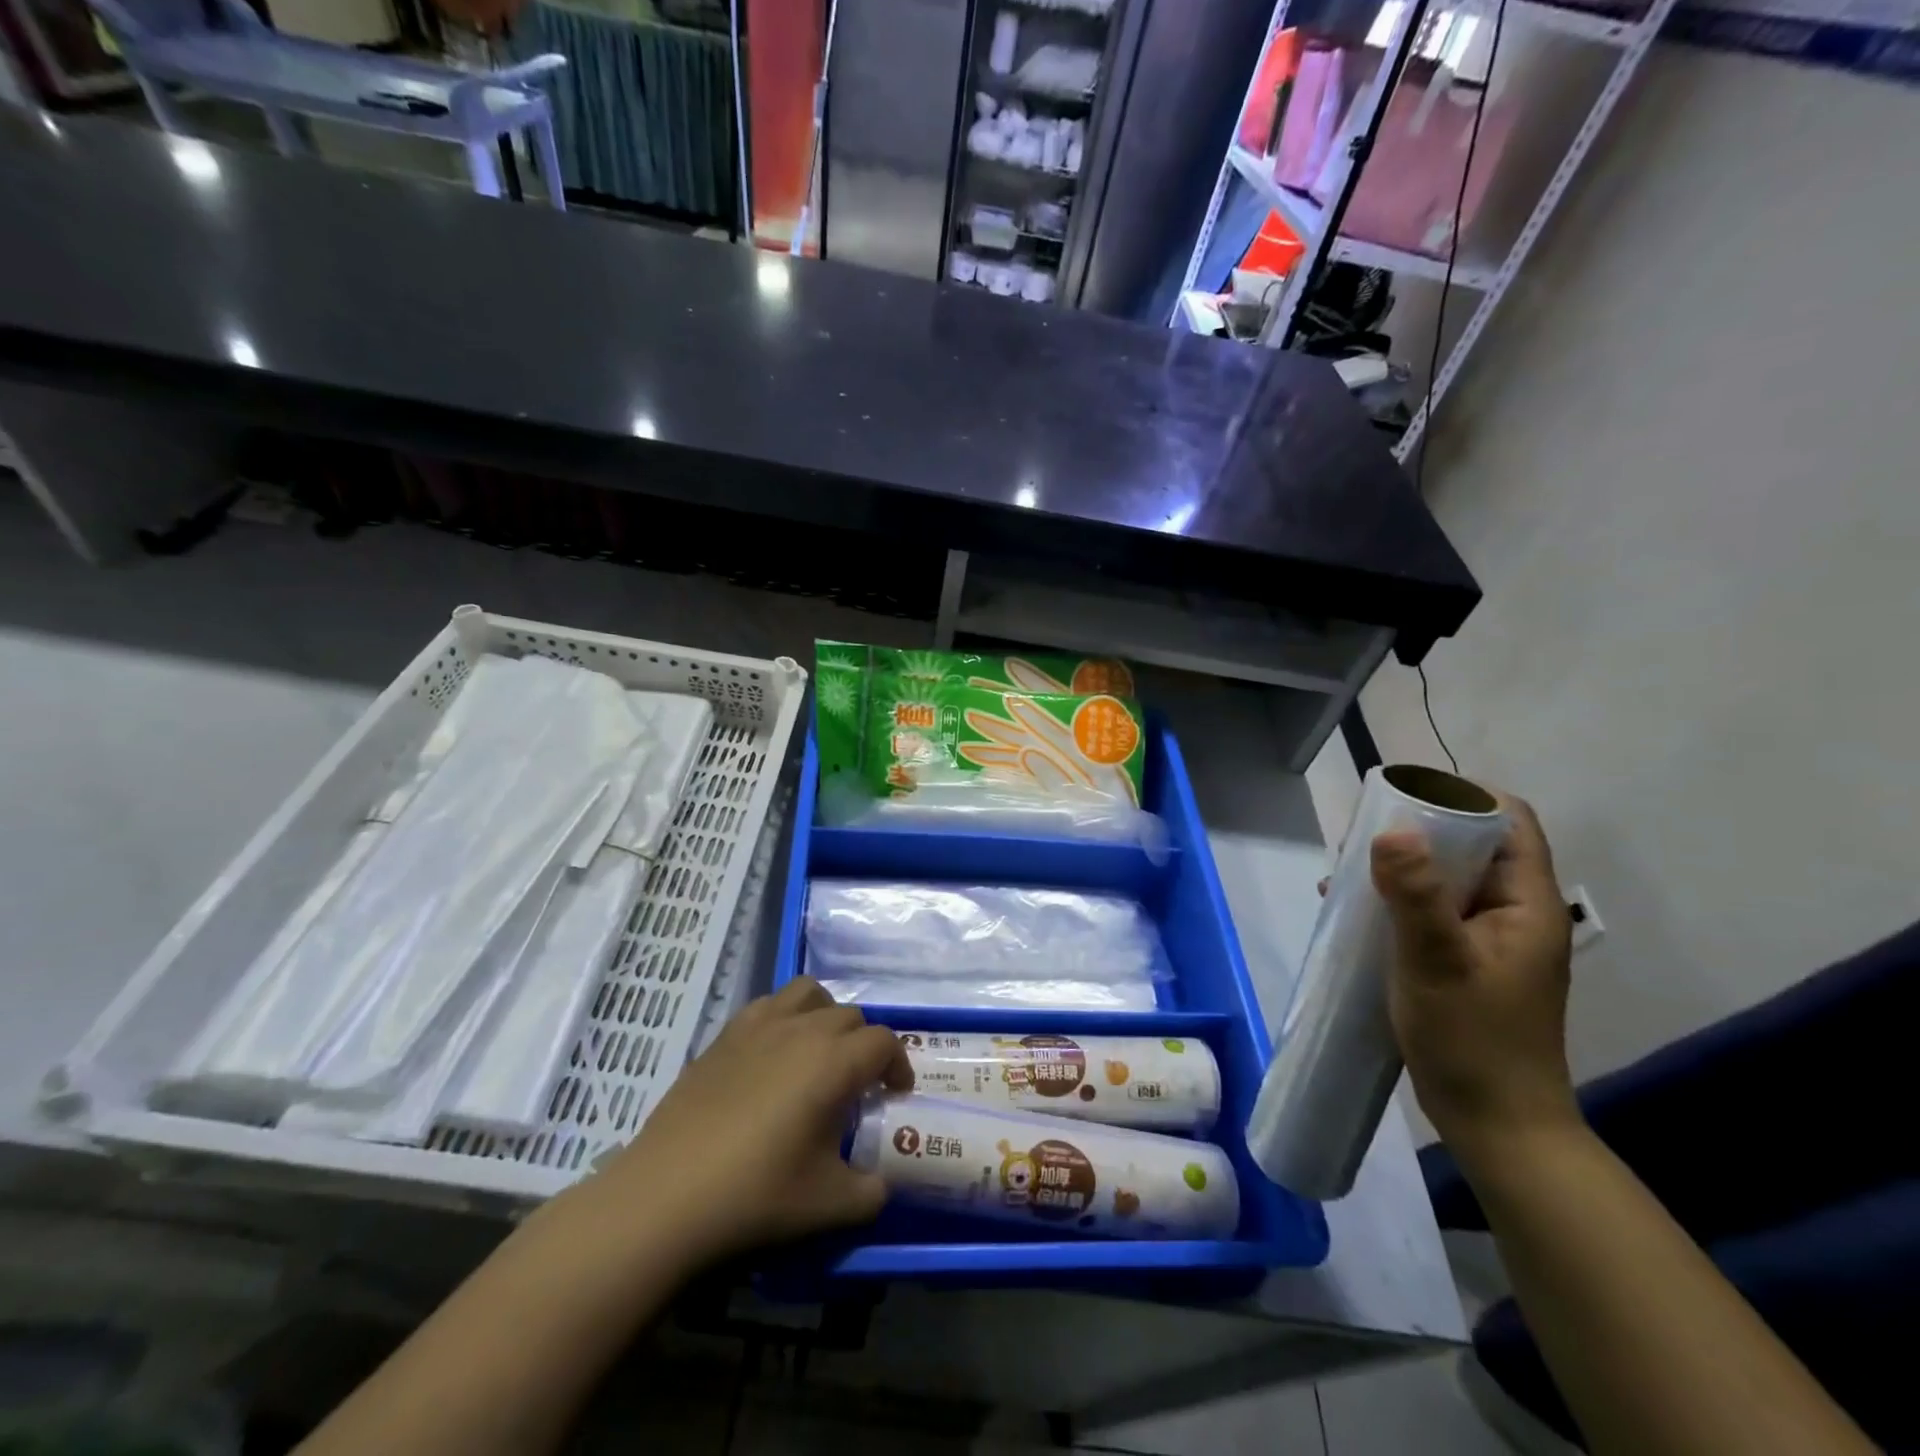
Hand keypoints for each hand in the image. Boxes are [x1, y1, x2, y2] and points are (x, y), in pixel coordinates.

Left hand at [584, 978, 911, 1266]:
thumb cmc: (756, 1194)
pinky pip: (769, 1004)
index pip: (883, 1042)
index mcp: (834, 1062)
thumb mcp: (829, 1205)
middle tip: (859, 1084)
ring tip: (821, 1052)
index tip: (895, 1094)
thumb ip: (871, 1192)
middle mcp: (802, 1029)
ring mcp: (760, 1025)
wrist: (667, 1194)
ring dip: (827, 1015)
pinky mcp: (725, 1034)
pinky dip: (786, 1017)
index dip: (899, 1064)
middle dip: (865, 1045)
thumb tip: (881, 1184)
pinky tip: (774, 1055)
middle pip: (851, 1016)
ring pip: (810, 994)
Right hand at [1368, 793, 1579, 1163]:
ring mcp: (1488, 942)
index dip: (1464, 795)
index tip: (1406, 793)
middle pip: (1473, 847)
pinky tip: (1354, 913)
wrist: (1497, 1126)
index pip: (1509, 821)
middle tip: (1363, 834)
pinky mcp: (1463, 964)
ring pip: (1446, 881)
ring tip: (1348, 871)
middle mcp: (1512, 914)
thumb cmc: (1473, 1040)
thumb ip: (1415, 894)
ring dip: (1401, 868)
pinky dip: (1396, 903)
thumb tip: (1391, 830)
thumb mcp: (1437, 961)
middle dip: (1419, 831)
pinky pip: (1430, 914)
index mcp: (1525, 903)